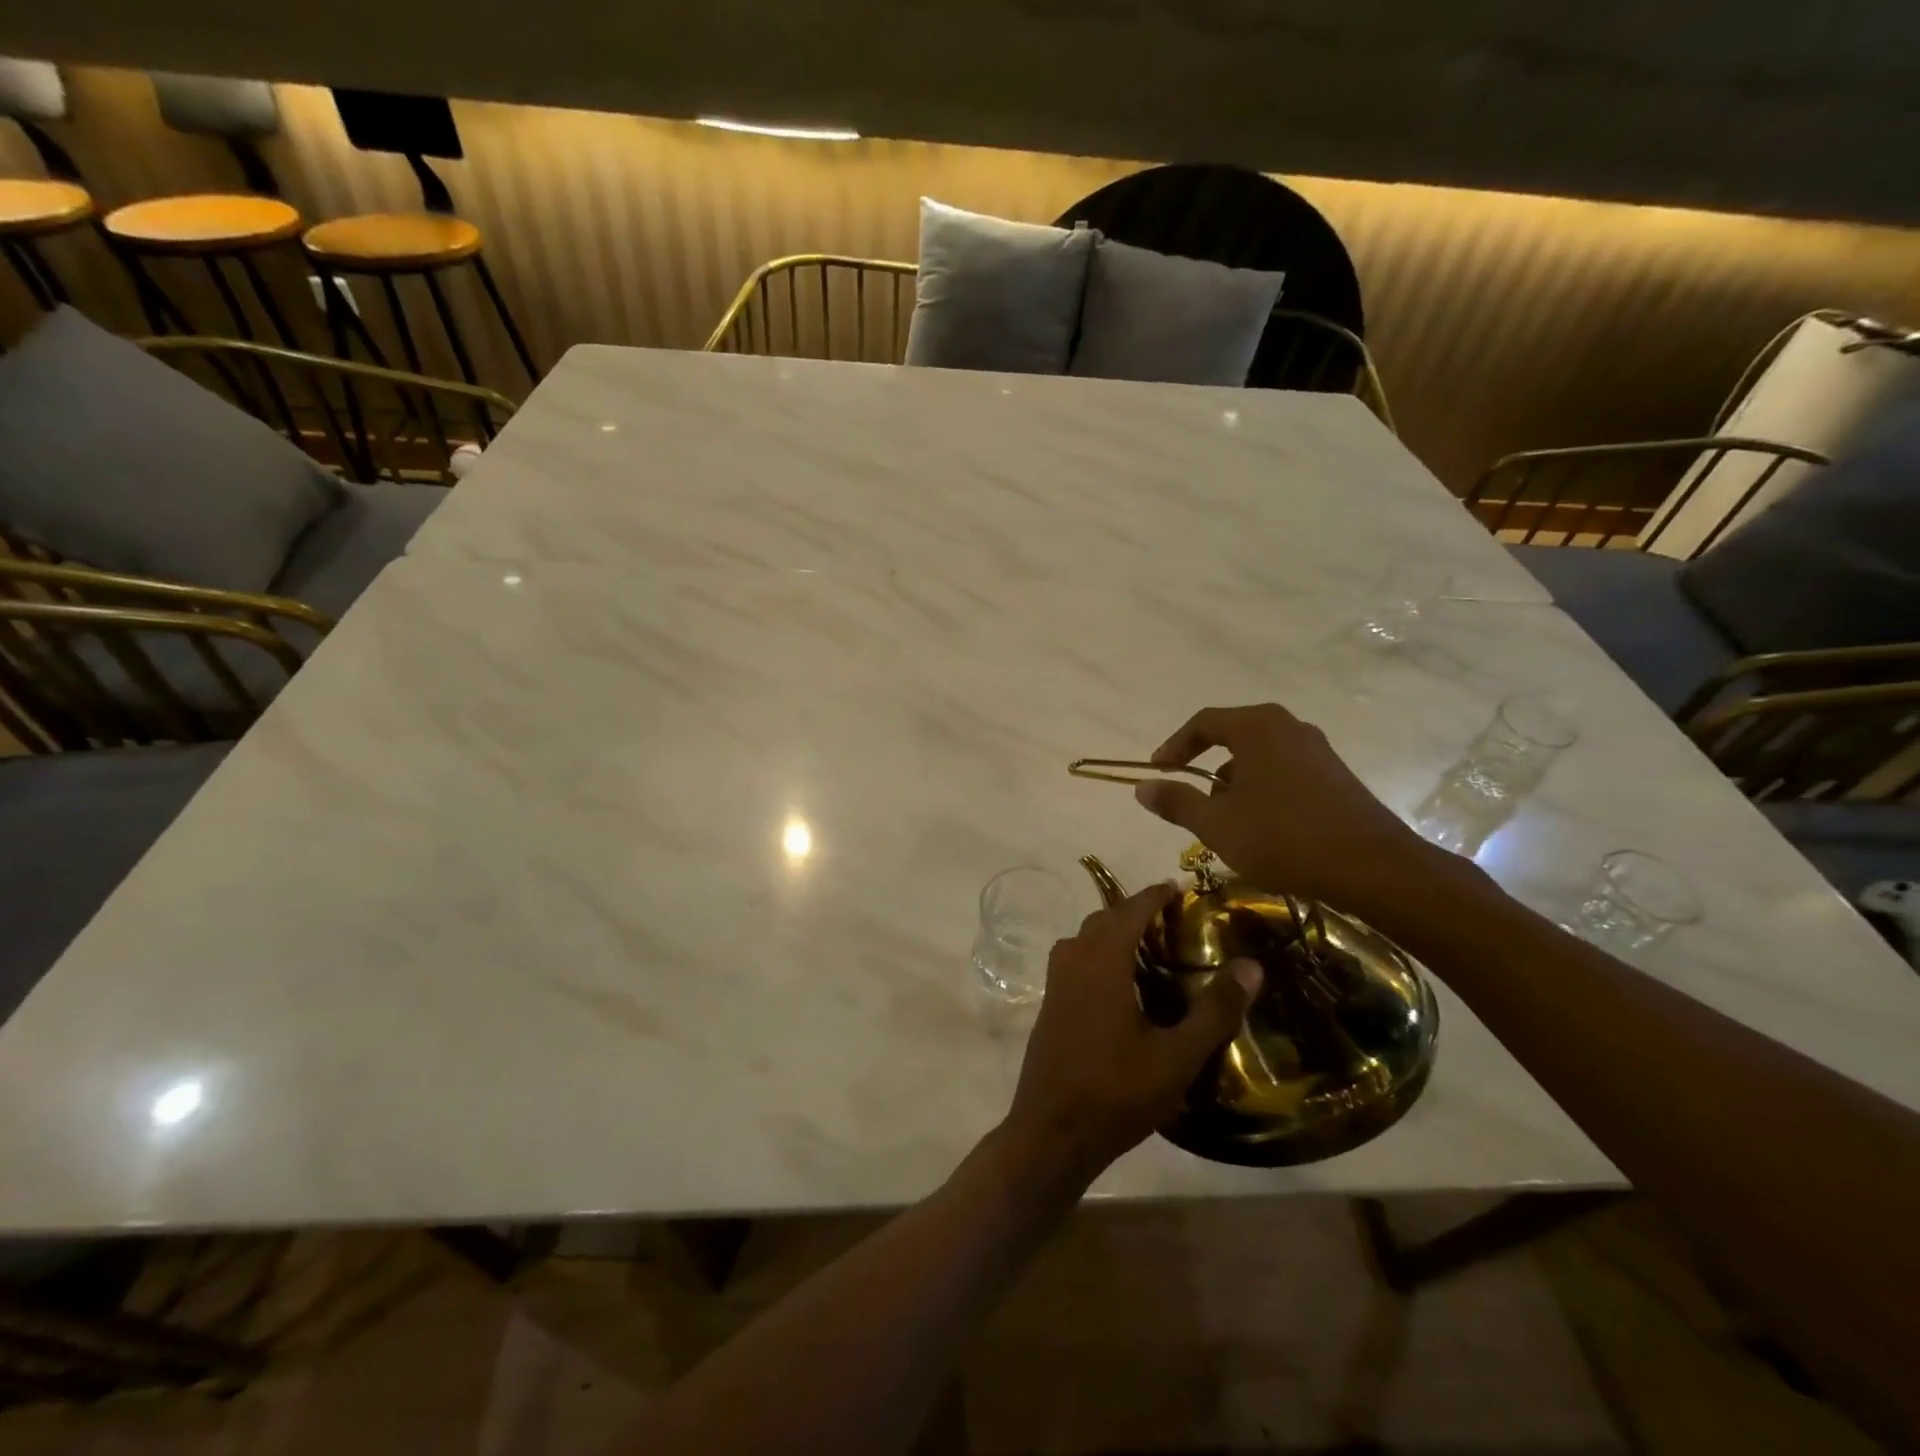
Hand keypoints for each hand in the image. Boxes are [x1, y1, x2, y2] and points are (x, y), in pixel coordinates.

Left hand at [1002, 884, 1260, 1185]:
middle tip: (1170, 916)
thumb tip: (1251, 966)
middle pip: (1103, 920)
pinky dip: (1098, 953)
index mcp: (1101, 963)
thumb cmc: (1116, 1092)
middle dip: (1134, 910)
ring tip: (1147, 944)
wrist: (1052, 1132)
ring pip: (1084, 939)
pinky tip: (1119, 981)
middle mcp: (1073, 962)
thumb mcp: (1176, 1057)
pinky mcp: (1050, 1006)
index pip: (1129, 912)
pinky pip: (1075, 960)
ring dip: (1112, 931)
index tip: (1178, 886)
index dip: (1153, 895)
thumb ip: (1214, 1010)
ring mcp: (1055, 984)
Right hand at [1132, 703, 1434, 917]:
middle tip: (1191, 800)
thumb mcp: (1216, 824)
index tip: (1157, 771)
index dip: (1174, 746)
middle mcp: (1289, 727)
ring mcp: (1318, 750)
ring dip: (1235, 784)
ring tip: (1226, 822)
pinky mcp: (1336, 776)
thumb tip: (1142, 786)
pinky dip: (1263, 791)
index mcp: (1258, 727)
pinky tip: (1263, 828)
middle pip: (1233, 737)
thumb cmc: (1283, 837)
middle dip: (1206, 768)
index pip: (1203, 722)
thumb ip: (1176, 802)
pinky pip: (1285, 772)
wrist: (1372, 867)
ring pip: (1260, 758)